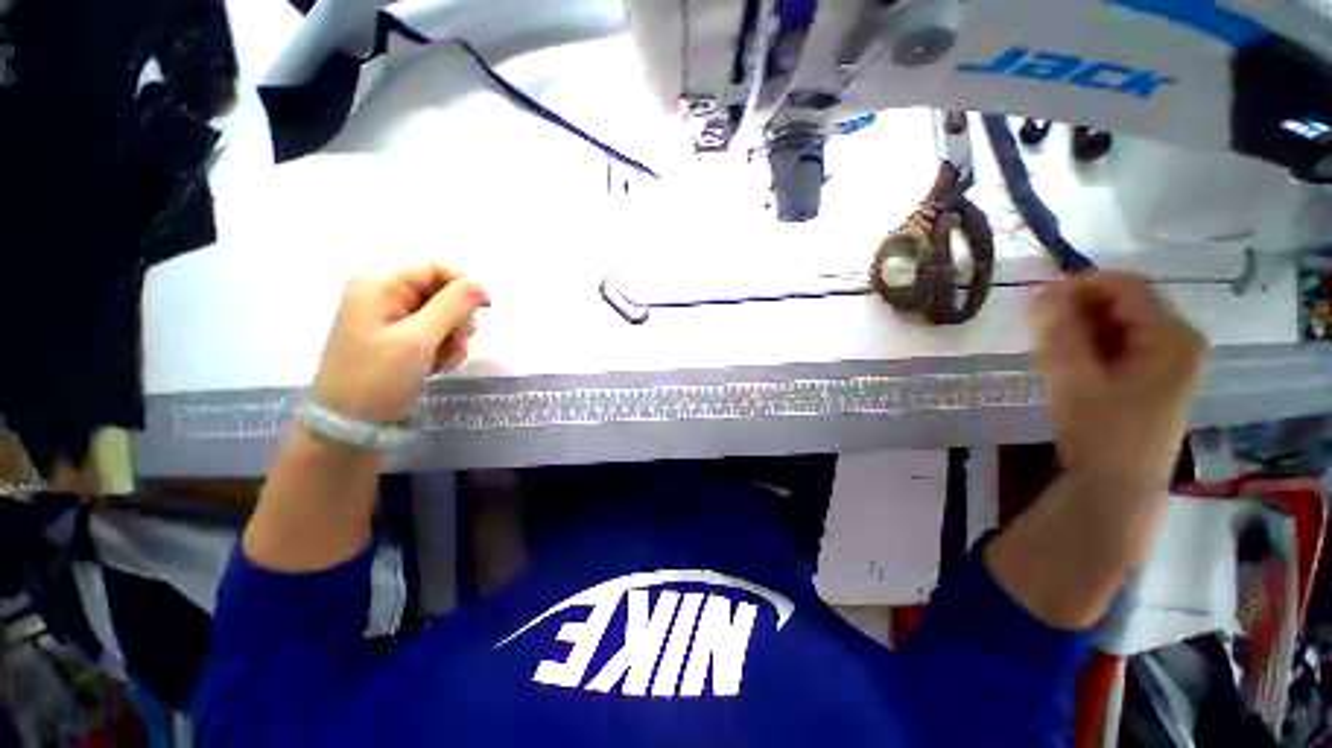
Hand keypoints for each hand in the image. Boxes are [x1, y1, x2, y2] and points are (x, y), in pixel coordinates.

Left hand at [311, 264, 489, 424]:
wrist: (350, 424)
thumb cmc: (378, 377)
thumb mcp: (418, 338)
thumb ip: (452, 306)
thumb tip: (481, 285)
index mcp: (380, 286)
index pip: (435, 269)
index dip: (464, 285)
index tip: (485, 309)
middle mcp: (386, 297)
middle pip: (443, 294)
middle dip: (457, 320)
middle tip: (455, 343)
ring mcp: (393, 320)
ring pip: (445, 317)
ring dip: (454, 339)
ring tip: (443, 361)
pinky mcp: (401, 341)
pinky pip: (437, 335)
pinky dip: (445, 350)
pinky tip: (438, 367)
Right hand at [1034, 273, 1206, 486]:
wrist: (1118, 487)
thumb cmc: (1102, 434)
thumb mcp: (1075, 380)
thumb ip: (1061, 333)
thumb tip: (1043, 291)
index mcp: (1173, 338)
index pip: (1127, 287)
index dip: (1081, 285)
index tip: (1038, 298)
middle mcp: (1179, 341)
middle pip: (1126, 303)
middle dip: (1079, 309)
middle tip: (1039, 327)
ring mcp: (1170, 359)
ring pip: (1120, 323)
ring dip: (1081, 328)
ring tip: (1049, 348)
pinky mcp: (1156, 374)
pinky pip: (1121, 343)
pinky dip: (1091, 344)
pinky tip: (1068, 362)